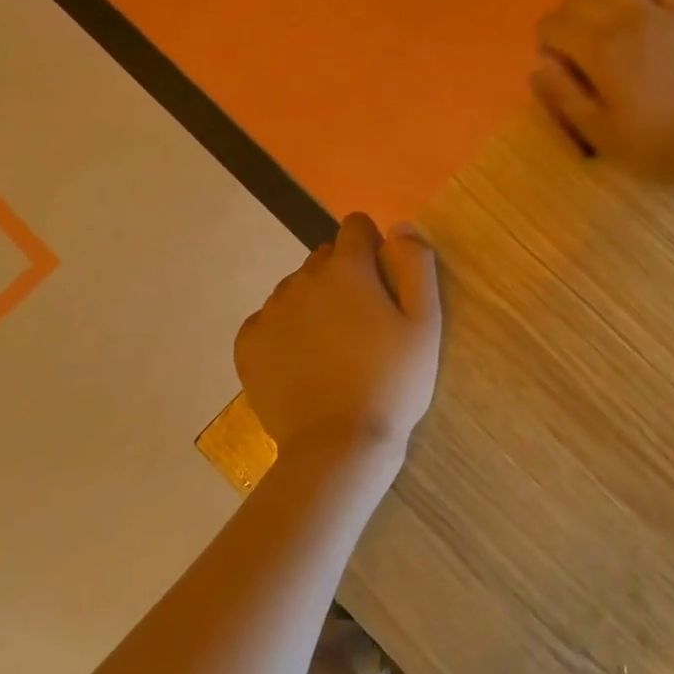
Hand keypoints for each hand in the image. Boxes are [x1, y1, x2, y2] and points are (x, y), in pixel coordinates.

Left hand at [233, 214, 441, 466]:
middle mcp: (303, 279)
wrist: (338, 447)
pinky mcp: (247, 344)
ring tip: (331, 349)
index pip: (356, 226)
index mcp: (347, 268)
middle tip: (362, 324)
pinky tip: (301, 364)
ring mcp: (270, 311)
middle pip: (325, 257)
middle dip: (344, 276)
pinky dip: (284, 332)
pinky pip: (268, 320)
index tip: (382, 283)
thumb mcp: (425, 323)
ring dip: (313, 303)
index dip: (372, 247)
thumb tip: (399, 225)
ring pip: (296, 288)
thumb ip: (416, 265)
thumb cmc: (392, 383)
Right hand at [533, 0, 673, 187]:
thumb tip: (538, 67)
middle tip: (571, 40)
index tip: (552, 56)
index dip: (546, 38)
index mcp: (599, 51)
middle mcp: (627, 20)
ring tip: (599, 14)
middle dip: (566, 15)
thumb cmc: (657, 145)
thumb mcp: (599, 133)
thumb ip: (564, 96)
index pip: (555, 24)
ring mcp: (663, 11)